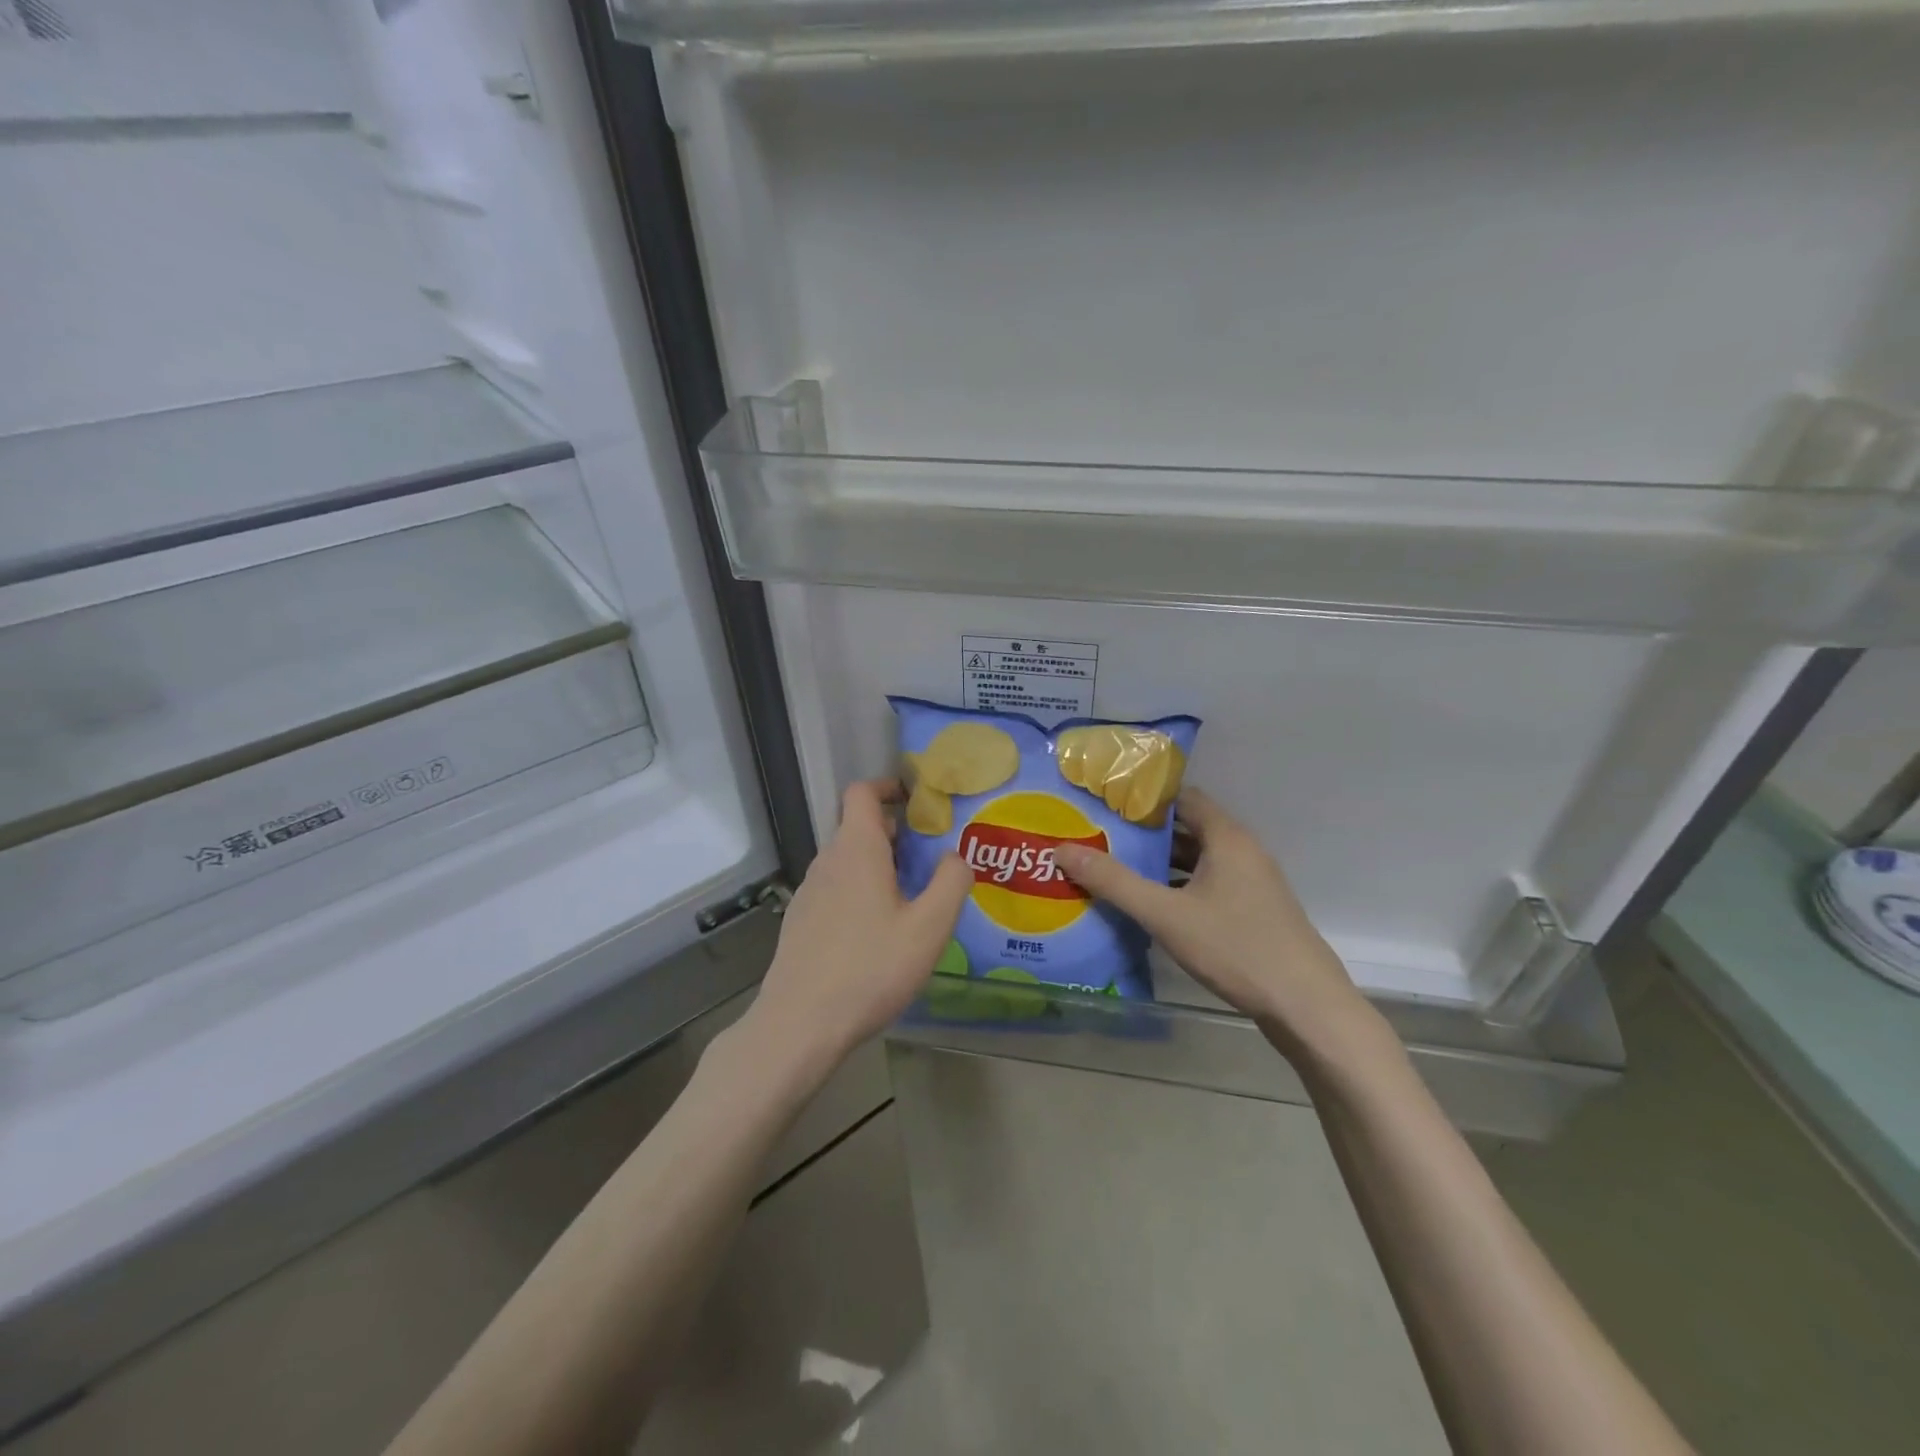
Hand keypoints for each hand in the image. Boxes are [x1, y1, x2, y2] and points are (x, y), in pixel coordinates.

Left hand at [740, 780, 971, 1083]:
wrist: (799, 1024)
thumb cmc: (870, 969)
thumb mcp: (929, 928)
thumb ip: (951, 882)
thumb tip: (956, 855)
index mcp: (857, 850)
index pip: (862, 792)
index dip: (888, 787)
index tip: (916, 802)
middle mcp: (827, 861)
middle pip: (858, 828)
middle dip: (894, 835)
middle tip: (927, 860)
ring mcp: (808, 892)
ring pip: (846, 862)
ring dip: (877, 866)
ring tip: (908, 900)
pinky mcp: (800, 922)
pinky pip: (834, 889)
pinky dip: (858, 892)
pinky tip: (876, 934)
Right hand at [1054, 788, 1389, 1064]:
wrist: (1307, 1007)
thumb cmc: (1237, 948)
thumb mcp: (1166, 915)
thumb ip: (1114, 882)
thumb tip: (1063, 850)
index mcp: (1226, 838)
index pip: (1181, 797)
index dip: (1143, 798)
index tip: (1103, 804)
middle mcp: (1241, 851)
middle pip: (1186, 828)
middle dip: (1143, 834)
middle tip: (1097, 837)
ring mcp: (1251, 883)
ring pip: (1196, 860)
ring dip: (1159, 864)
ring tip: (1113, 868)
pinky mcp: (1253, 911)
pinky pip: (1207, 885)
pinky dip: (1178, 888)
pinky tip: (1149, 906)